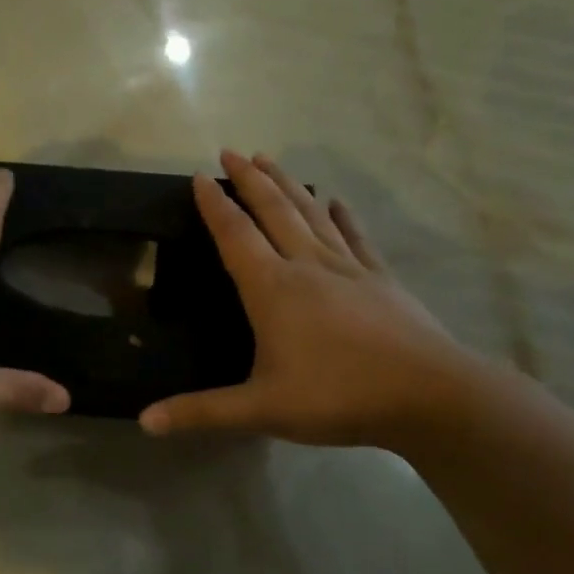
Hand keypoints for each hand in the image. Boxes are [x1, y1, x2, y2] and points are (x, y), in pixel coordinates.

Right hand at [140, 151, 482, 448]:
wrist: (428, 395)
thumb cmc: (336, 397)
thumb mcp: (261, 410)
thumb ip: (202, 412)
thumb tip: (145, 422)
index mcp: (272, 289)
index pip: (234, 235)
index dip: (214, 205)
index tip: (199, 176)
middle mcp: (306, 265)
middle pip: (273, 209)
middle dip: (248, 178)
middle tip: (230, 151)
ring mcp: (348, 267)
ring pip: (310, 212)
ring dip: (287, 183)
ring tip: (269, 159)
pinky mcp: (380, 277)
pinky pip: (354, 235)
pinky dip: (341, 214)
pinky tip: (335, 200)